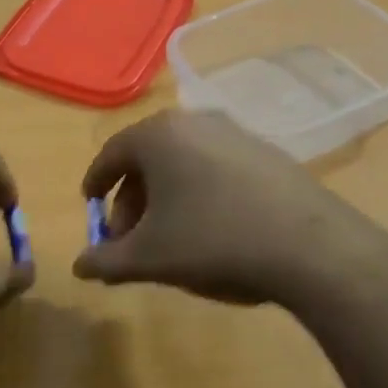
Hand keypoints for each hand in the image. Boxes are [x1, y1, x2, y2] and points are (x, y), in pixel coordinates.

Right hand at [73, 110, 385, 306]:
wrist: (307, 244)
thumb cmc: (212, 240)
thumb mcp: (150, 258)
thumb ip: (107, 261)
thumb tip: (79, 267)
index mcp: (158, 135)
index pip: (111, 153)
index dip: (96, 183)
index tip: (91, 207)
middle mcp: (193, 121)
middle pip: (147, 156)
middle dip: (132, 198)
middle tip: (129, 238)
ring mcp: (233, 132)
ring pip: (182, 160)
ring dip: (166, 195)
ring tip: (169, 236)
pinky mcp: (264, 149)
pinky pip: (215, 165)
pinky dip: (199, 189)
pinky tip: (211, 226)